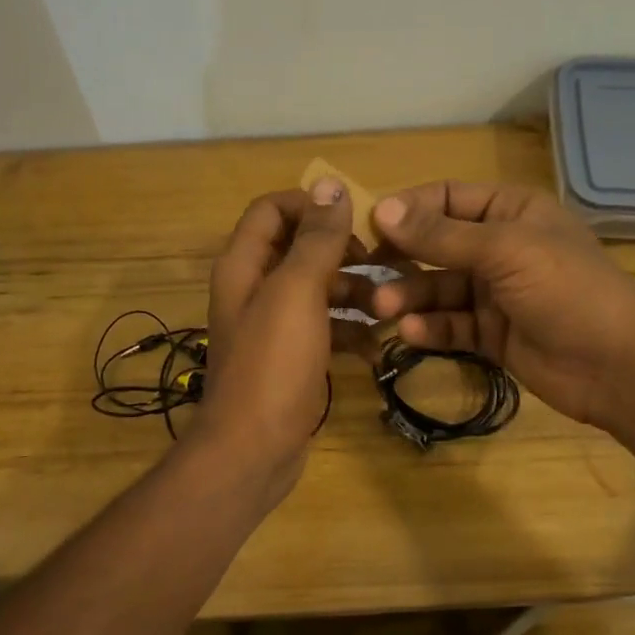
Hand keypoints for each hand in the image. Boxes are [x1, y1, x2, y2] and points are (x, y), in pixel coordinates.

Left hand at [197, 179, 361, 503]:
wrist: (253, 450)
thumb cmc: (272, 365)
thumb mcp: (296, 293)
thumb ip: (314, 239)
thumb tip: (331, 184)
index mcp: (244, 265)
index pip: (272, 210)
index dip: (312, 206)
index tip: (356, 222)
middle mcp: (254, 289)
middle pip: (300, 251)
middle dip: (344, 254)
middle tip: (385, 266)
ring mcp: (272, 328)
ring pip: (318, 292)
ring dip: (354, 295)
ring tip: (390, 310)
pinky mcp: (290, 360)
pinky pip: (324, 331)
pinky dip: (349, 333)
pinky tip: (377, 348)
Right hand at [358, 182, 634, 443]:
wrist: (619, 366)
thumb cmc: (567, 291)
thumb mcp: (504, 251)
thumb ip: (441, 235)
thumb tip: (381, 208)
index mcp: (510, 211)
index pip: (446, 199)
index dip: (407, 210)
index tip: (368, 228)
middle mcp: (500, 247)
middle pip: (436, 246)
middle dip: (402, 259)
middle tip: (365, 274)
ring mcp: (496, 293)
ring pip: (439, 289)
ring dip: (409, 296)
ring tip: (382, 308)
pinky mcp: (492, 334)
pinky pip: (451, 325)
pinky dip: (430, 328)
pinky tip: (410, 332)